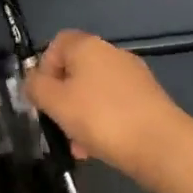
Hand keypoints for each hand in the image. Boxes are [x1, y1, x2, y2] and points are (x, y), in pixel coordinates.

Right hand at [22, 30, 191, 178]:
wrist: (159, 144)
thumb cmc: (100, 117)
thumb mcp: (55, 102)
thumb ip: (36, 87)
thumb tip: (33, 80)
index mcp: (88, 46)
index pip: (57, 43)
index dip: (44, 67)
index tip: (42, 96)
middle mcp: (112, 53)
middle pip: (76, 70)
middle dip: (62, 99)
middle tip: (58, 126)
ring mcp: (133, 75)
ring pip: (94, 92)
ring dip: (81, 115)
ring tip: (79, 147)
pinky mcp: (147, 98)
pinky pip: (114, 105)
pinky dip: (102, 122)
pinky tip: (100, 148)